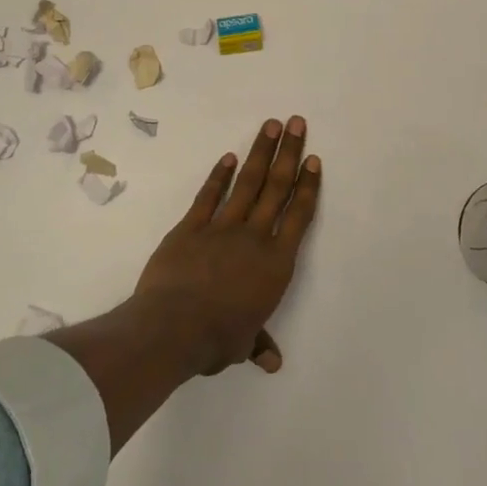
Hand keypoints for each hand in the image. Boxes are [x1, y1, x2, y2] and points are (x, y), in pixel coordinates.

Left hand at [133, 116, 319, 375]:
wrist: (173, 328)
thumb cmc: (216, 339)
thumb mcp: (242, 345)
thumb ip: (258, 343)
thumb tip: (273, 362)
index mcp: (275, 264)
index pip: (298, 216)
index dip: (307, 186)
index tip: (313, 159)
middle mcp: (254, 237)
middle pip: (276, 188)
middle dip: (289, 153)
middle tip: (297, 123)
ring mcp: (221, 227)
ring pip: (248, 183)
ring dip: (261, 152)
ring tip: (271, 125)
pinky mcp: (191, 226)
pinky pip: (209, 195)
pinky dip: (220, 175)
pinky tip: (230, 157)